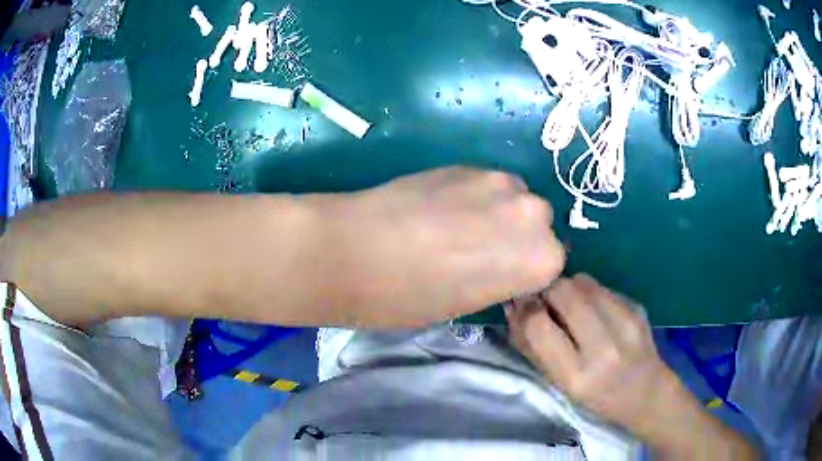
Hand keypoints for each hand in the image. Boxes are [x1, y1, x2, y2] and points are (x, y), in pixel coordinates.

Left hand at [323, 168, 564, 327]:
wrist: (358, 249)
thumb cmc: (412, 297)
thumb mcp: (468, 304)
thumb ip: (502, 278)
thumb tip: (501, 264)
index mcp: (541, 259)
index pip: (548, 264)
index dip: (522, 271)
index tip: (500, 277)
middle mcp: (533, 214)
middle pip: (536, 226)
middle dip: (515, 238)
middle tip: (477, 250)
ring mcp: (500, 182)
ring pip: (512, 200)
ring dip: (496, 212)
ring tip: (456, 225)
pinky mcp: (468, 164)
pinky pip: (485, 184)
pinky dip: (473, 196)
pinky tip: (440, 207)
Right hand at [506, 274, 671, 434]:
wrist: (646, 393)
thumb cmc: (596, 398)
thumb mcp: (559, 384)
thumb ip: (533, 347)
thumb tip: (513, 307)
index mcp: (578, 375)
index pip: (539, 324)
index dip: (525, 310)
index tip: (522, 308)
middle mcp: (605, 345)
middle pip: (563, 291)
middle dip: (547, 292)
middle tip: (548, 305)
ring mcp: (626, 321)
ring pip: (583, 281)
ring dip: (569, 290)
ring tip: (573, 310)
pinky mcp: (637, 306)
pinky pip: (601, 286)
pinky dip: (590, 294)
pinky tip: (597, 313)